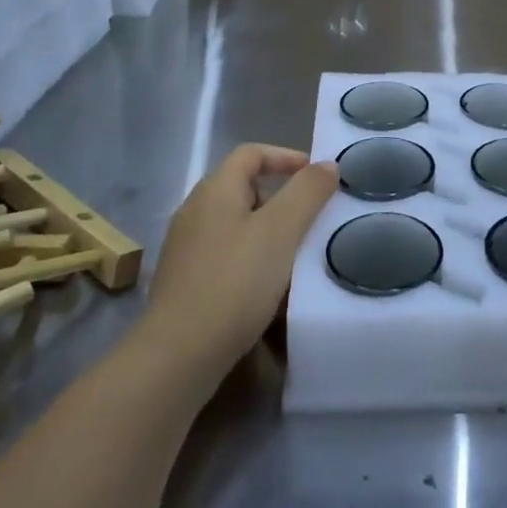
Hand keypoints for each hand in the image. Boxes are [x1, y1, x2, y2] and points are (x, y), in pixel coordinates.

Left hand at [142, 144, 337, 375]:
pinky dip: (251, 258)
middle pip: (243, 187)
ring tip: (296, 253)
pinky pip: (226, 254)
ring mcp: (185, 247)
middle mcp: (194, 211)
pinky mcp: (184, 280)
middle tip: (311, 218)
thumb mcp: (281, 231)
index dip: (286, 157)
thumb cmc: (235, 281)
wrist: (179, 354)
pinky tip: (268, 286)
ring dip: (268, 231)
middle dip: (281, 197)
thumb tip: (327, 164)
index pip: (251, 153)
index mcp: (215, 190)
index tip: (318, 177)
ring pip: (236, 223)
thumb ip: (307, 192)